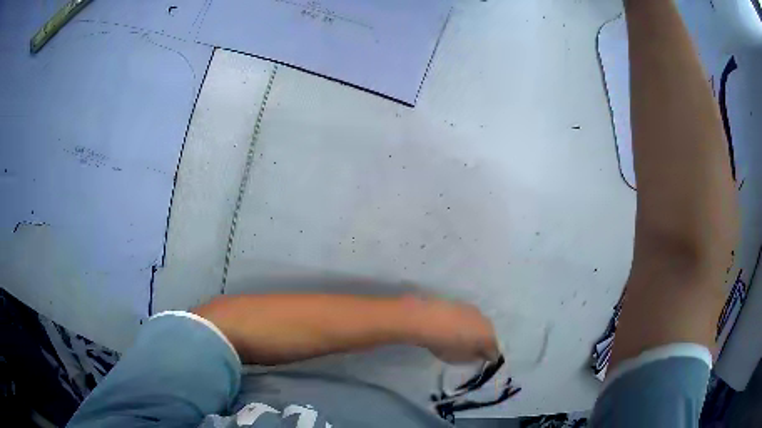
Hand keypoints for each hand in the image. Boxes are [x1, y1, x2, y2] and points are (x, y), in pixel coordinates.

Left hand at [407, 296, 499, 363]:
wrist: (427, 317)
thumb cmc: (446, 343)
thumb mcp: (460, 358)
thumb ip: (473, 358)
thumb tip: (479, 354)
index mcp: (488, 336)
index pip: (494, 350)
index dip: (489, 357)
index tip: (484, 361)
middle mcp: (485, 321)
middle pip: (488, 334)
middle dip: (483, 342)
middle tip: (474, 350)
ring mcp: (472, 310)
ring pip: (477, 323)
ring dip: (473, 330)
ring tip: (461, 338)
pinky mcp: (460, 303)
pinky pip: (466, 317)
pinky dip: (463, 322)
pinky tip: (453, 327)